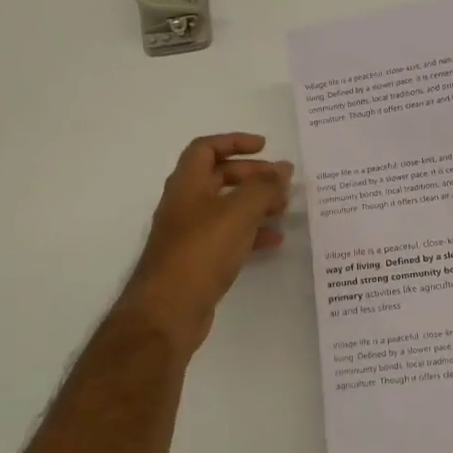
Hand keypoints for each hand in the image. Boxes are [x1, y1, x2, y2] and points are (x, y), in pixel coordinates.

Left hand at [120, 133, 293, 352]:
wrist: (167, 311)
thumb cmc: (200, 252)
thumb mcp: (237, 213)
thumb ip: (263, 188)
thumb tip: (283, 170)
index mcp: (186, 184)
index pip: (205, 148)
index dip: (234, 142)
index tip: (264, 146)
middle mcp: (185, 204)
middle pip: (218, 177)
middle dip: (251, 174)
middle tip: (282, 181)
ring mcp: (190, 234)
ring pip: (226, 208)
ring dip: (255, 204)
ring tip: (284, 208)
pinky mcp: (198, 261)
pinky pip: (228, 237)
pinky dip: (251, 233)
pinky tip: (274, 240)